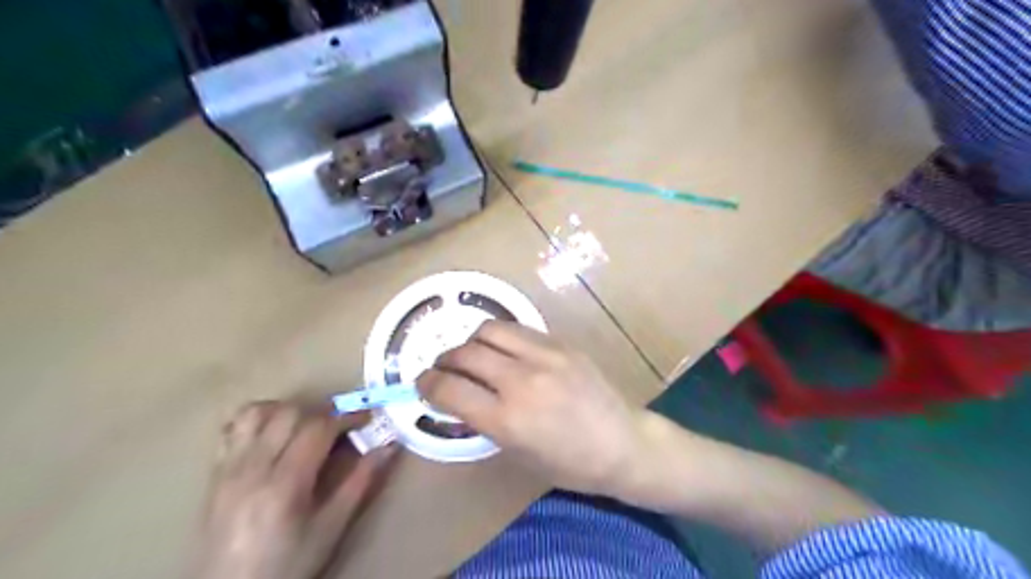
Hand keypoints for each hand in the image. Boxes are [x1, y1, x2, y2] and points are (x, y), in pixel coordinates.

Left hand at [192, 401, 397, 577]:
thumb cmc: (288, 563)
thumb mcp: (331, 528)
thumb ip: (360, 482)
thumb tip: (390, 446)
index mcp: (284, 484)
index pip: (318, 428)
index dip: (347, 416)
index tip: (367, 418)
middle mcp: (253, 467)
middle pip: (290, 413)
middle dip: (322, 412)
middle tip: (341, 426)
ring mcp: (229, 467)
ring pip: (258, 412)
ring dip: (288, 410)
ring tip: (307, 426)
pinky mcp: (215, 472)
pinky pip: (233, 427)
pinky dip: (258, 418)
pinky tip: (274, 433)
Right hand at [416, 319, 640, 494]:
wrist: (623, 443)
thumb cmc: (570, 464)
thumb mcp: (518, 454)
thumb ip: (484, 422)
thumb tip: (459, 397)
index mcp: (508, 420)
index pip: (449, 390)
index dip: (426, 384)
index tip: (422, 384)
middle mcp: (522, 381)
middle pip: (464, 353)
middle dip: (444, 360)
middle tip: (444, 369)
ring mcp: (544, 356)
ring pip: (488, 330)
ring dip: (470, 342)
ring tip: (474, 355)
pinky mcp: (561, 343)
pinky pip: (518, 329)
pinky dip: (500, 338)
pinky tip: (505, 350)